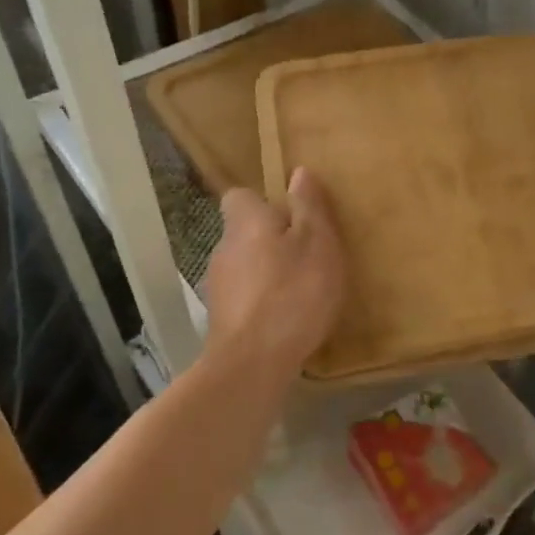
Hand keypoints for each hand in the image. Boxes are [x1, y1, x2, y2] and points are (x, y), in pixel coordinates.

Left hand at [204, 169, 345, 377]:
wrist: (253, 362)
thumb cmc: (293, 291)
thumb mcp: (317, 241)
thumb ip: (309, 206)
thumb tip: (298, 172)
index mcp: (245, 221)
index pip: (240, 196)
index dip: (264, 202)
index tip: (291, 216)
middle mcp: (223, 247)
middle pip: (244, 232)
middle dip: (271, 239)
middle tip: (307, 254)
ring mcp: (217, 286)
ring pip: (245, 266)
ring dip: (267, 272)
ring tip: (300, 289)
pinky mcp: (220, 319)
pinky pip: (244, 297)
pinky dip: (262, 301)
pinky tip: (286, 317)